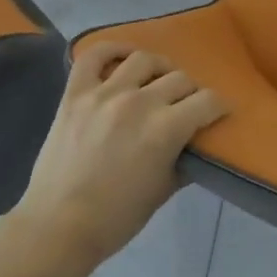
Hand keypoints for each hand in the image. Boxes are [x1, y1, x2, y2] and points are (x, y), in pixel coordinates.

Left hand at [7, 43, 227, 272]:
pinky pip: (94, 56)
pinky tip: (123, 57)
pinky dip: (111, 50)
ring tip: (157, 80)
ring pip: (143, 60)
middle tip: (186, 105)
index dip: (219, 106)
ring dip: (159, 68)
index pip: (207, 101)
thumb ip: (184, 159)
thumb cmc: (116, 217)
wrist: (57, 226)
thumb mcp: (164, 190)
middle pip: (179, 79)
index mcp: (165, 129)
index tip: (219, 112)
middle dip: (191, 92)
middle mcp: (139, 102)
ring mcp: (104, 94)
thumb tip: (194, 143)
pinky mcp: (75, 94)